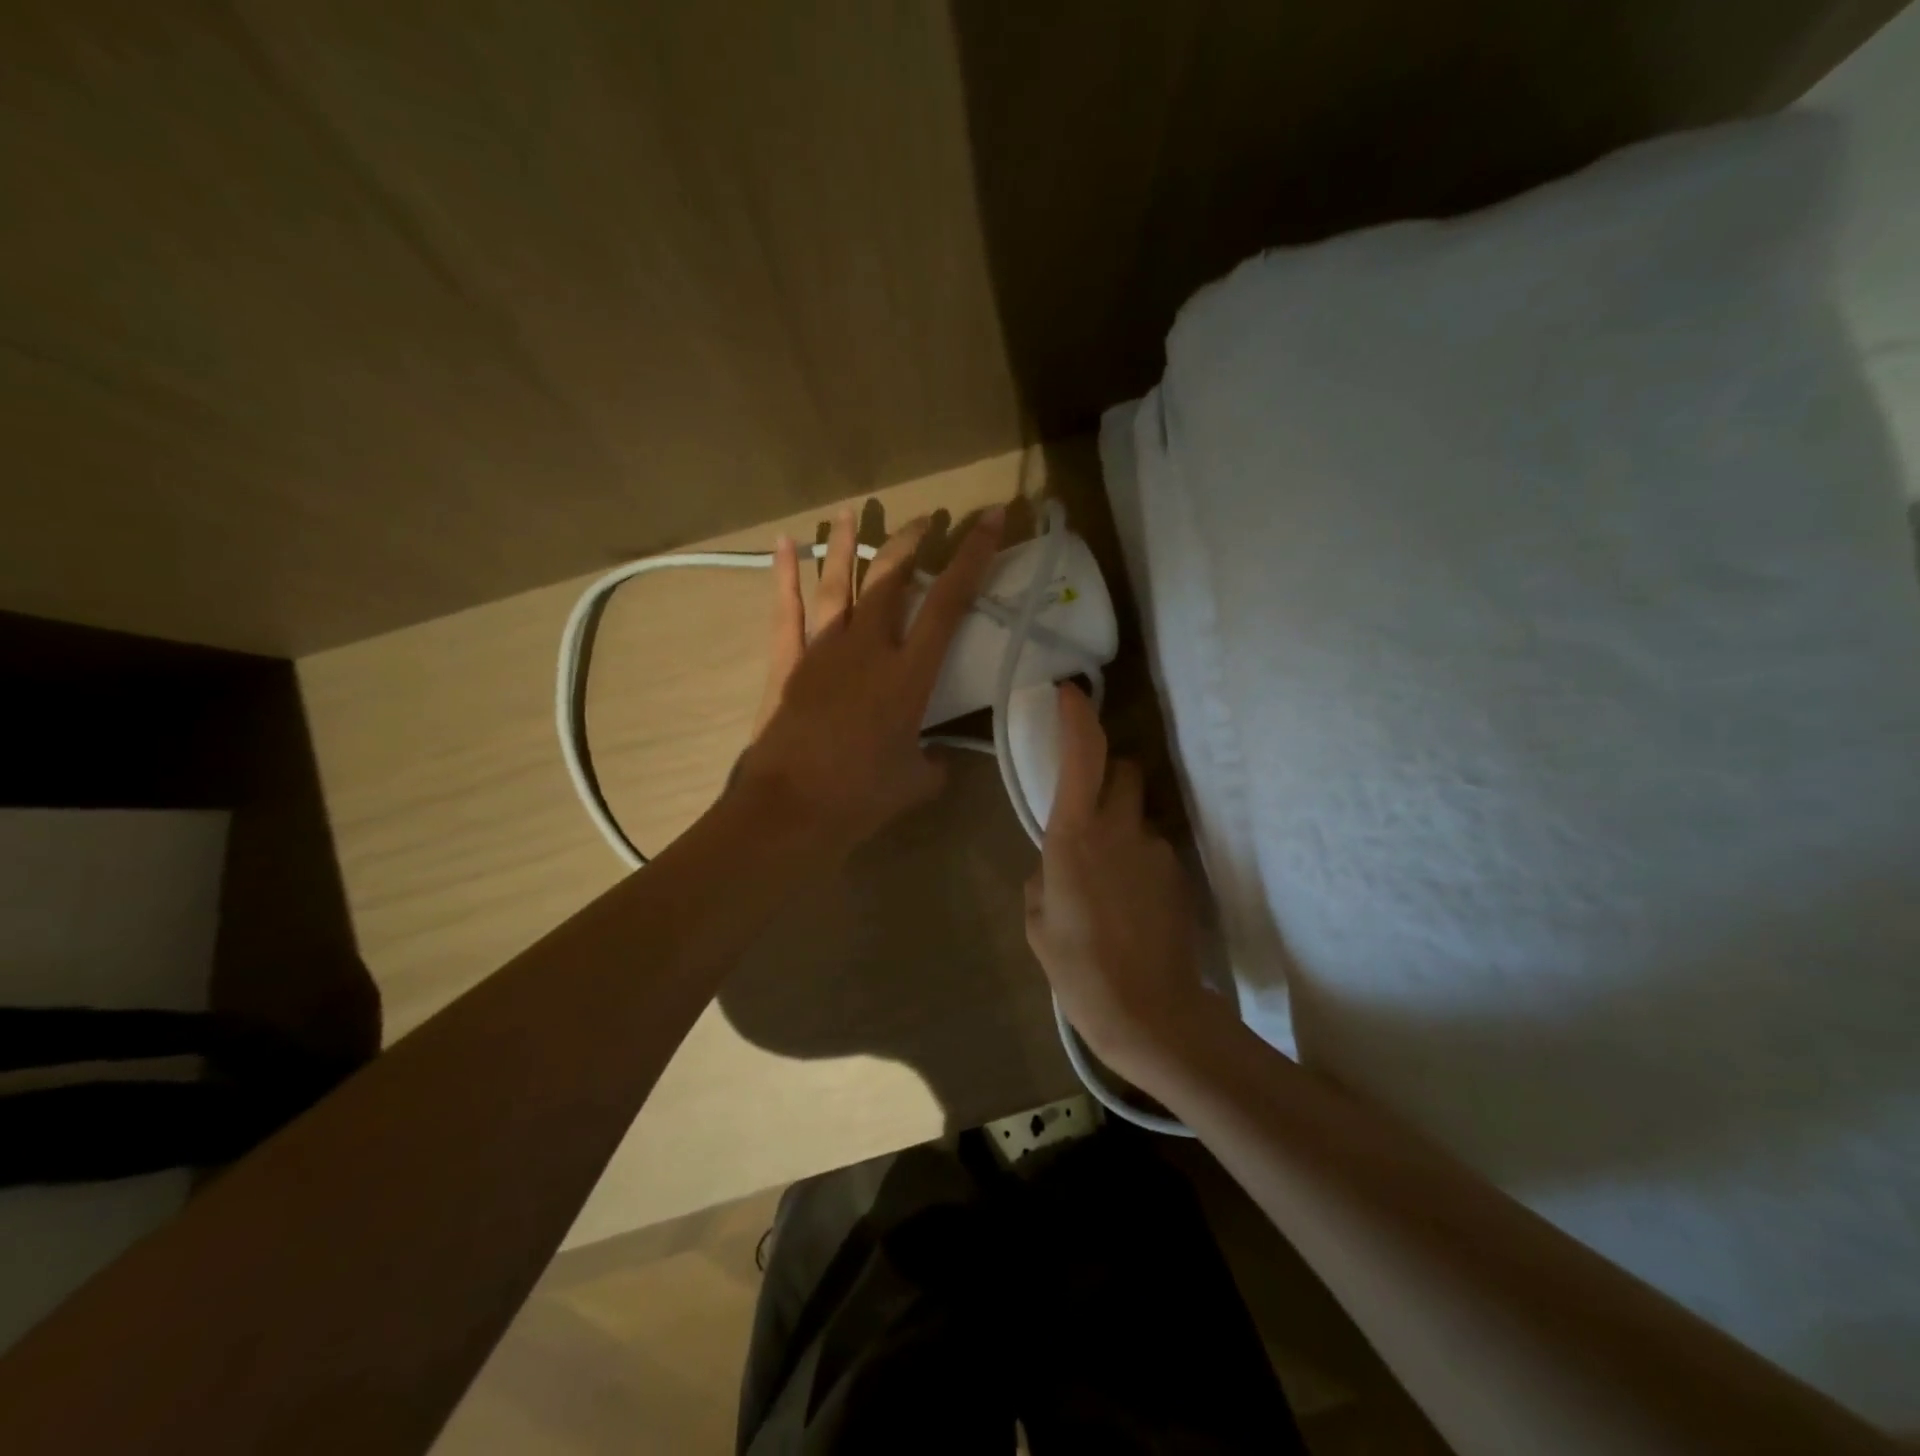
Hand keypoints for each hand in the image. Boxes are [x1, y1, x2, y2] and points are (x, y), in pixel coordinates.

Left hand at [737, 505, 1003, 859]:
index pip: (949, 602)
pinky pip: (785, 607)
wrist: (791, 810)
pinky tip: (785, 543)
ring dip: (847, 543)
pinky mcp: (785, 661)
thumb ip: (934, 764)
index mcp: (909, 674)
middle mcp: (868, 647)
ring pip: (837, 581)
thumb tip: (937, 759)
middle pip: (890, 576)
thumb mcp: (915, 782)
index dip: (973, 556)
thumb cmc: (861, 797)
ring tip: (853, 512)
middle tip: (926, 519)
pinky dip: (784, 573)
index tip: (989, 518)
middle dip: (911, 540)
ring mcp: (822, 649)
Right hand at [1024, 683, 1224, 1083]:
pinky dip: (1138, 860)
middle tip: (1088, 808)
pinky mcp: (1179, 873)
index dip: (1076, 717)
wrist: (1150, 1012)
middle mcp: (1120, 829)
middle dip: (1106, 774)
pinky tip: (1131, 905)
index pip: (1081, 756)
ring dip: (1121, 826)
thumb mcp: (1037, 923)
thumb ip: (1043, 878)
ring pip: (1137, 814)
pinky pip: (1152, 848)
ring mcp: (1156, 849)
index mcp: (1074, 836)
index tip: (1069, 693)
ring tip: (1108, 882)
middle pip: (1122, 769)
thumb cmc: (1078, 969)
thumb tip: (1055, 865)